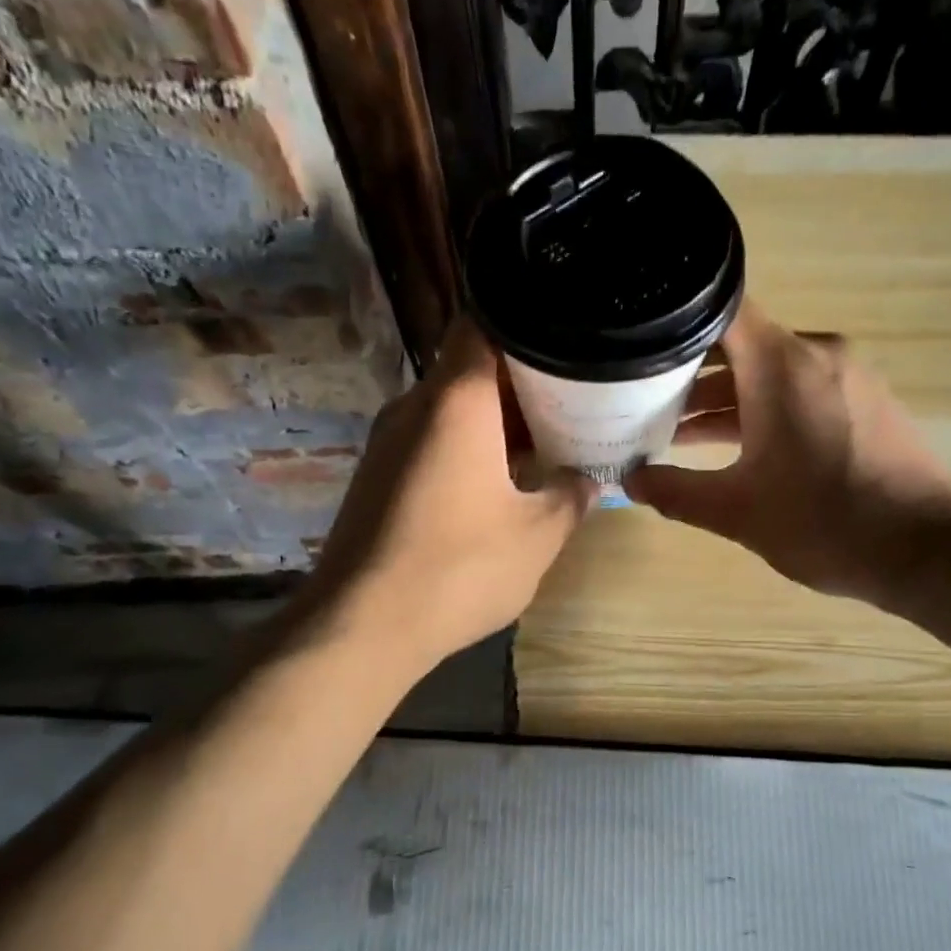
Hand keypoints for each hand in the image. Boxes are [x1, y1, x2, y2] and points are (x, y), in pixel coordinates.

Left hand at [306, 319, 594, 668]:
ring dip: (494, 421)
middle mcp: (414, 407)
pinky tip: (499, 484)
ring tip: (545, 442)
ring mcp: (388, 442)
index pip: (485, 324)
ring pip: (450, 408)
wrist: (363, 625)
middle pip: (469, 368)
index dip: (528, 327)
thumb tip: (587, 479)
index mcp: (456, 401)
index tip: (568, 345)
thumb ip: (571, 496)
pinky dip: (467, 448)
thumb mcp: (538, 535)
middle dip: (522, 382)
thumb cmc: (460, 569)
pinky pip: (430, 442)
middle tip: (573, 400)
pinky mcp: (377, 477)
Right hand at [624, 302, 950, 608]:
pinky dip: (762, 409)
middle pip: (739, 344)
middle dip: (688, 374)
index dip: (672, 324)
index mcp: (781, 365)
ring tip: (675, 434)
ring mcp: (846, 375)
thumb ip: (677, 492)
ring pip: (769, 372)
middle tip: (639, 402)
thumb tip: (632, 482)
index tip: (635, 347)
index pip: (718, 311)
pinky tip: (734, 447)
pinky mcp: (864, 401)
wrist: (929, 548)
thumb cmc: (825, 522)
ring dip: (725, 399)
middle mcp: (816, 353)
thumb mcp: (737, 512)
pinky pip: (799, 390)